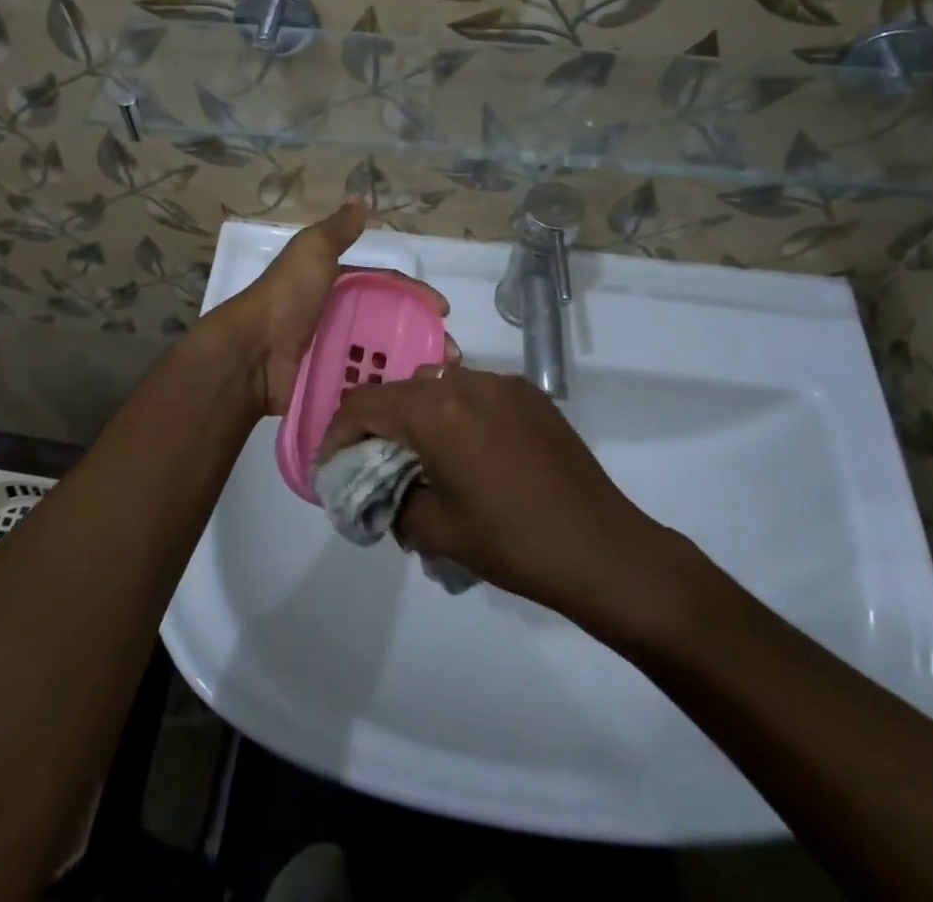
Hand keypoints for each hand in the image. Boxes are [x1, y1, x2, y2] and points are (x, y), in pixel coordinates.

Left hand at [204, 202, 448, 422]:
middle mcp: (336, 317)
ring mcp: (332, 352)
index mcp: (335, 285)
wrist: (252, 352)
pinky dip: (386, 391)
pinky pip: (364, 386)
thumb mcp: (312, 251)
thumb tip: (360, 198)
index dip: (414, 295)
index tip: (442, 311)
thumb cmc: (287, 296)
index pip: (385, 287)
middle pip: (388, 325)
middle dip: (420, 337)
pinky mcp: (328, 384)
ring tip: (435, 384)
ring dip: (410, 367)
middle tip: (448, 355)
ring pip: (380, 358)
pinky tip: (410, 401)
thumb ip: (338, 230)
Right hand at [318, 367, 662, 615]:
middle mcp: (466, 382)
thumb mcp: (437, 531)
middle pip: (400, 390)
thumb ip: (393, 502)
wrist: (602, 549)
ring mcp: (502, 383)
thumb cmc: (512, 543)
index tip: (330, 464)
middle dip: (376, 423)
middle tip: (369, 462)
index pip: (365, 405)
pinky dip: (454, 411)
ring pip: (437, 384)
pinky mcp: (529, 394)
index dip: (338, 433)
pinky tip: (465, 449)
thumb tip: (382, 493)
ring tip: (418, 455)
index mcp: (437, 411)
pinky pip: (474, 391)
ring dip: (416, 413)